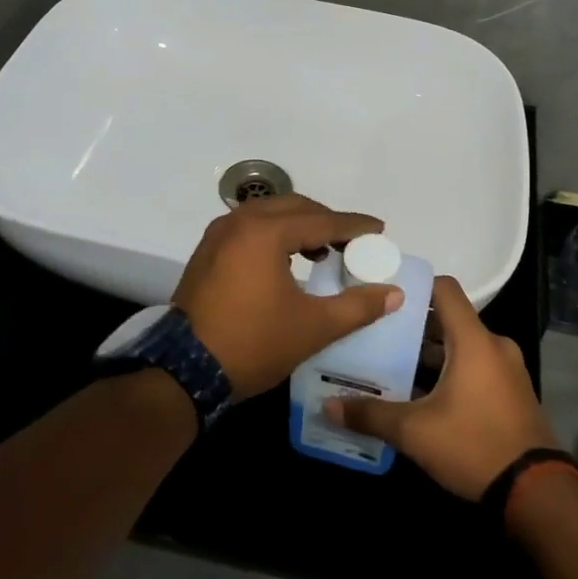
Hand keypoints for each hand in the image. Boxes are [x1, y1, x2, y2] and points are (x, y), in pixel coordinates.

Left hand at [173, 194, 401, 399]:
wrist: (184, 371)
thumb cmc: (253, 343)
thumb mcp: (312, 327)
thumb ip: (357, 307)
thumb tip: (393, 293)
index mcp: (265, 232)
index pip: (321, 220)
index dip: (354, 225)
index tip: (380, 229)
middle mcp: (240, 222)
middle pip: (294, 208)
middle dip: (326, 221)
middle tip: (353, 241)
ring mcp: (219, 234)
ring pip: (270, 215)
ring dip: (299, 227)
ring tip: (323, 251)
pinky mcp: (207, 251)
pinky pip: (250, 229)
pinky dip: (275, 235)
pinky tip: (288, 260)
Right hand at [324, 276, 556, 499]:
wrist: (537, 493)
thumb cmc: (474, 446)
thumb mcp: (415, 432)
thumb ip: (370, 414)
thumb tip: (327, 407)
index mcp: (473, 341)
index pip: (445, 289)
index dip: (415, 286)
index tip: (385, 295)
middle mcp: (494, 345)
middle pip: (449, 320)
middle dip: (414, 327)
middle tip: (378, 336)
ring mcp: (508, 369)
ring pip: (462, 346)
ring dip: (431, 354)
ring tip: (393, 366)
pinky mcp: (513, 392)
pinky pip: (476, 367)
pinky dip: (451, 371)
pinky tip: (423, 395)